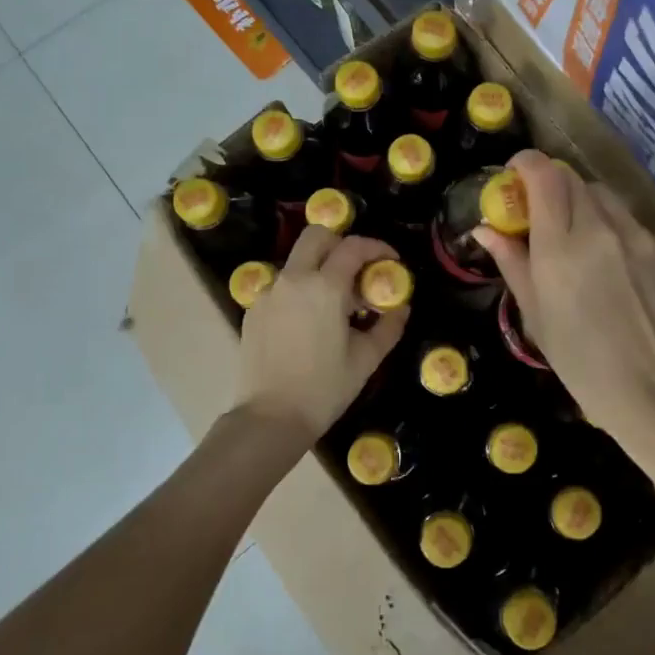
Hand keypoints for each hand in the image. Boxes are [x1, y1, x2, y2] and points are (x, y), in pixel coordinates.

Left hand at [235, 225, 408, 442]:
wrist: (270, 418)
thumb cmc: (324, 389)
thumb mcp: (366, 359)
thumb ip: (388, 327)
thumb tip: (401, 308)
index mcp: (325, 287)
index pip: (353, 247)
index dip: (376, 247)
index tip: (390, 260)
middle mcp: (293, 279)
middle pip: (316, 236)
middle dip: (341, 244)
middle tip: (358, 269)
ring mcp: (269, 293)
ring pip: (296, 260)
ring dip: (319, 267)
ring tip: (334, 301)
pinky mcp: (253, 310)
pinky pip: (281, 285)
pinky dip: (300, 290)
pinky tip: (309, 321)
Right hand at [476, 151, 654, 462]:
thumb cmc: (583, 363)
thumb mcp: (536, 316)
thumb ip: (512, 263)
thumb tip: (486, 230)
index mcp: (560, 247)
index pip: (543, 174)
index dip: (526, 163)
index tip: (515, 174)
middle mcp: (601, 228)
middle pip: (573, 179)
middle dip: (553, 186)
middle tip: (544, 215)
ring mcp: (641, 236)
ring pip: (606, 199)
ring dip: (586, 208)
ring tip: (583, 246)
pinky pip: (635, 226)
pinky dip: (619, 235)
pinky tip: (622, 273)